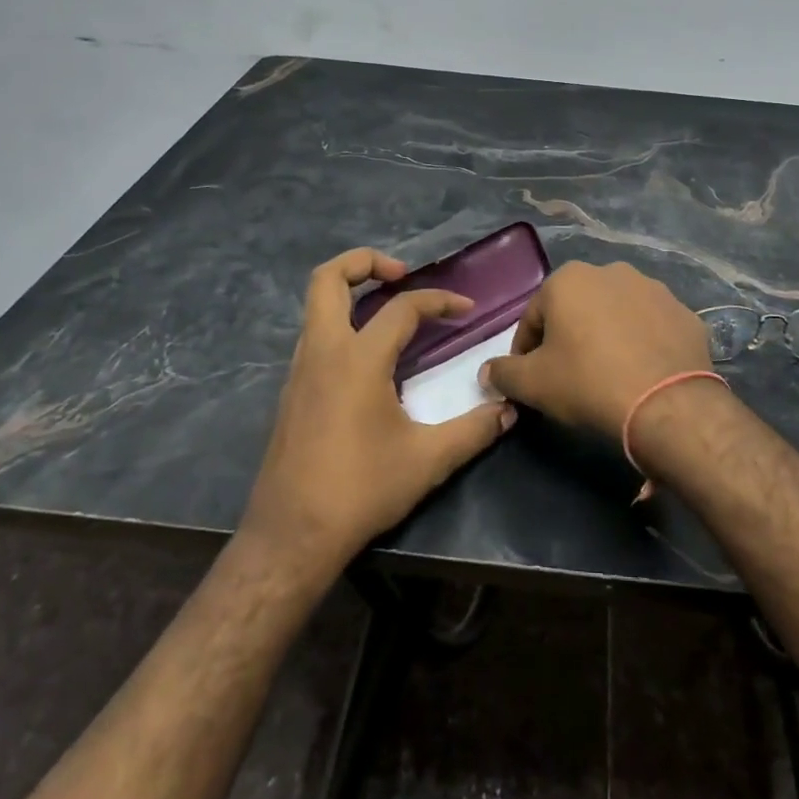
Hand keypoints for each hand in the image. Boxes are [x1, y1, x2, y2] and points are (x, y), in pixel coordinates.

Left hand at [241, 248, 516, 571]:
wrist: (290, 536)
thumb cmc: (360, 490)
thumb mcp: (428, 461)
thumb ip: (474, 430)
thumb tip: (508, 410)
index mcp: (358, 358)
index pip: (403, 307)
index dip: (439, 300)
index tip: (466, 310)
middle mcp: (323, 351)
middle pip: (328, 278)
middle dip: (365, 261)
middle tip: (401, 274)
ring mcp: (300, 370)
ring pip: (316, 305)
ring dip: (350, 293)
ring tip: (388, 310)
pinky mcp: (291, 391)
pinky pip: (315, 335)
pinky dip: (341, 324)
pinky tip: (368, 357)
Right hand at [482, 261, 711, 439]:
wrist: (667, 404)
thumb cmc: (588, 383)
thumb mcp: (533, 384)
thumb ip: (503, 373)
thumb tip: (487, 372)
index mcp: (569, 279)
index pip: (533, 316)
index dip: (526, 350)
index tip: (529, 378)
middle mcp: (611, 271)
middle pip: (576, 309)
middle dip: (568, 337)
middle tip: (568, 376)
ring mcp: (653, 288)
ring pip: (615, 313)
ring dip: (606, 336)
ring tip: (608, 374)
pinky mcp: (683, 311)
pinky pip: (651, 326)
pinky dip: (642, 343)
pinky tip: (641, 372)